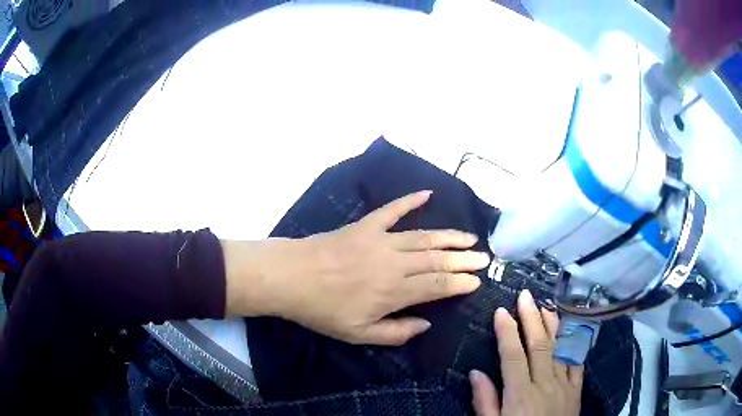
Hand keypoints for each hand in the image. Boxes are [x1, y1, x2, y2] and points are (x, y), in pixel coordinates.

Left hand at [223, 190, 489, 344]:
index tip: (477, 280)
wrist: (291, 277)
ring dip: (449, 236)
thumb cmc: (323, 310)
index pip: (438, 285)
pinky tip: (427, 193)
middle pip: (437, 259)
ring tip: (469, 237)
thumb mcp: (358, 334)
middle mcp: (394, 263)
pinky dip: (409, 201)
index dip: (460, 283)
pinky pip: (392, 210)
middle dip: (463, 259)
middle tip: (484, 257)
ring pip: (423, 237)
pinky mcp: (365, 225)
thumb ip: (396, 333)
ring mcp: (380, 240)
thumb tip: (426, 323)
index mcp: (394, 291)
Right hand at [470, 290, 582, 415]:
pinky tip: (571, 329)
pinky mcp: (577, 388)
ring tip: (546, 305)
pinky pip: (578, 360)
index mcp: (520, 395)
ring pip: (560, 347)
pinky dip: (574, 342)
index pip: (513, 356)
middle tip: (525, 296)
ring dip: (553, 324)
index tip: (500, 311)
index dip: (506, 332)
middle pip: (539, 345)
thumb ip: (485, 401)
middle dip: (531, 318)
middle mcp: (545, 384)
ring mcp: (564, 384)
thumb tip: (475, 372)